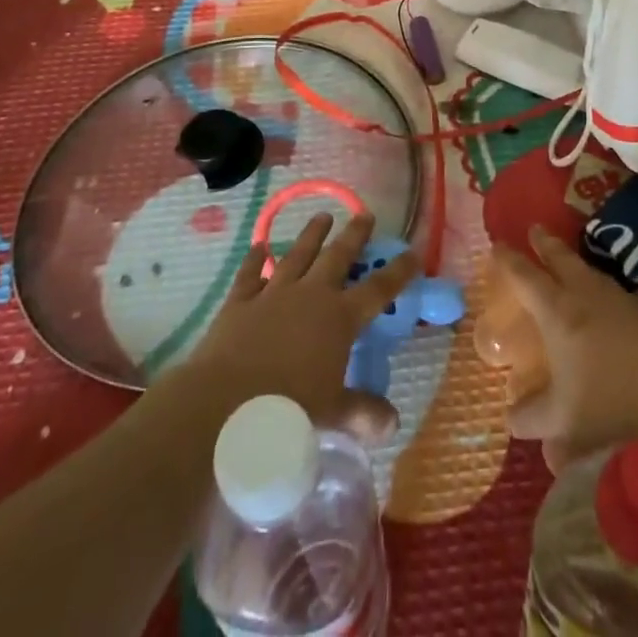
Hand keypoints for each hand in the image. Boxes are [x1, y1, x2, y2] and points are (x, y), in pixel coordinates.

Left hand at [183, 213, 418, 444]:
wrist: (224, 402)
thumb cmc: (286, 409)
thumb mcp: (331, 413)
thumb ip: (362, 413)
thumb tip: (392, 423)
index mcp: (340, 318)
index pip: (378, 289)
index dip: (399, 271)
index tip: (413, 253)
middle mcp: (311, 295)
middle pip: (338, 256)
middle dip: (354, 235)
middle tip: (366, 214)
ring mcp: (274, 293)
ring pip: (298, 254)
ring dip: (312, 234)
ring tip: (323, 216)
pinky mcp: (241, 301)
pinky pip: (251, 273)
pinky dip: (256, 259)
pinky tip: (259, 246)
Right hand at [497, 225, 637, 470]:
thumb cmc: (611, 400)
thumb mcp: (561, 420)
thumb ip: (531, 418)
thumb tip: (512, 416)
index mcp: (556, 311)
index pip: (525, 277)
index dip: (509, 260)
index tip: (497, 245)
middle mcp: (583, 294)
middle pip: (560, 258)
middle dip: (544, 243)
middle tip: (534, 229)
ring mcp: (616, 298)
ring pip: (587, 269)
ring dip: (572, 260)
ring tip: (567, 260)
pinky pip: (609, 287)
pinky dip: (597, 283)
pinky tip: (602, 297)